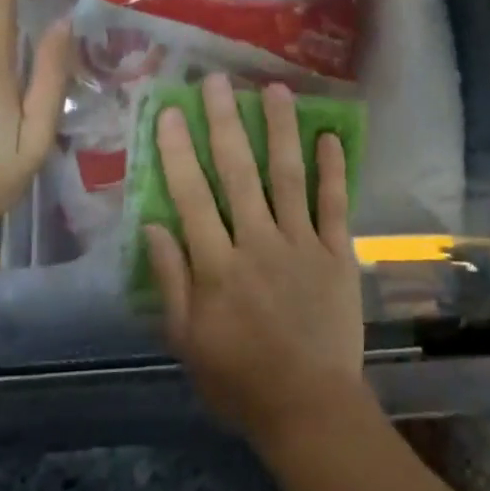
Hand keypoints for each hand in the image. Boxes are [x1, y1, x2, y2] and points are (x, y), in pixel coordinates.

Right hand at [146, 74, 368, 450]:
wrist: (308, 408)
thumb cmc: (239, 379)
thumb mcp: (187, 340)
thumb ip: (171, 281)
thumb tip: (153, 224)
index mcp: (217, 266)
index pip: (191, 196)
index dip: (178, 151)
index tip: (171, 111)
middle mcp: (257, 243)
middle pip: (237, 174)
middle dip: (225, 123)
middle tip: (218, 81)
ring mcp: (301, 245)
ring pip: (287, 177)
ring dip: (280, 131)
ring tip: (275, 89)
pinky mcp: (336, 254)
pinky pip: (334, 205)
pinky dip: (333, 170)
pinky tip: (329, 136)